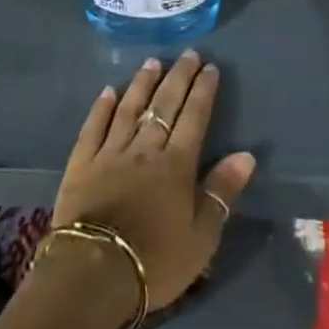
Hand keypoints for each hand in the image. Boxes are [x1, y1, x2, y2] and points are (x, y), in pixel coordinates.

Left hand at [53, 51, 256, 315]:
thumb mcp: (202, 237)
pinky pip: (94, 127)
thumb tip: (246, 155)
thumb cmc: (155, 261)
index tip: (210, 67)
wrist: (94, 273)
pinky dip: (101, 107)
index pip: (194, 118)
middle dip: (178, 77)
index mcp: (176, 164)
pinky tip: (108, 91)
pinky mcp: (82, 163)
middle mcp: (145, 148)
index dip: (203, 91)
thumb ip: (222, 192)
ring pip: (129, 108)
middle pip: (164, 105)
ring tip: (153, 62)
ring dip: (143, 83)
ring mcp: (111, 152)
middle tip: (188, 54)